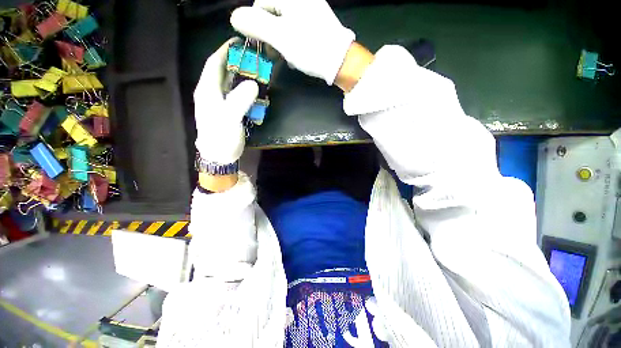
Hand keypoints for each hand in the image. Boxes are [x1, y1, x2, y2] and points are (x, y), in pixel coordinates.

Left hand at [194, 38, 258, 164]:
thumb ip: (239, 100)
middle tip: (254, 57)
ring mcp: (220, 102)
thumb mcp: (229, 118)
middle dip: (236, 61)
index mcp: (207, 89)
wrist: (220, 155)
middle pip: (222, 70)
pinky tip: (255, 91)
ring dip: (242, 76)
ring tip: (257, 71)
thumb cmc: (221, 137)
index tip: (239, 41)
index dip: (225, 50)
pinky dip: (245, 90)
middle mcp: (211, 92)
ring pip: (230, 82)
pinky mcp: (228, 110)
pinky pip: (237, 94)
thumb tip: (253, 84)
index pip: (214, 62)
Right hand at [230, 0, 354, 84]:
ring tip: (286, 58)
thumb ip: (256, 25)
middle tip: (273, 54)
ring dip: (280, 42)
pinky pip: (296, 30)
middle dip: (269, 35)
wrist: (340, 61)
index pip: (259, 4)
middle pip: (272, 14)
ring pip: (284, 24)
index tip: (262, 46)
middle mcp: (299, 0)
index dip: (256, 26)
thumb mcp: (280, 37)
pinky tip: (295, 55)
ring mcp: (310, 10)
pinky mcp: (316, 24)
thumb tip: (235, 17)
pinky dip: (292, 42)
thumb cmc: (310, 48)